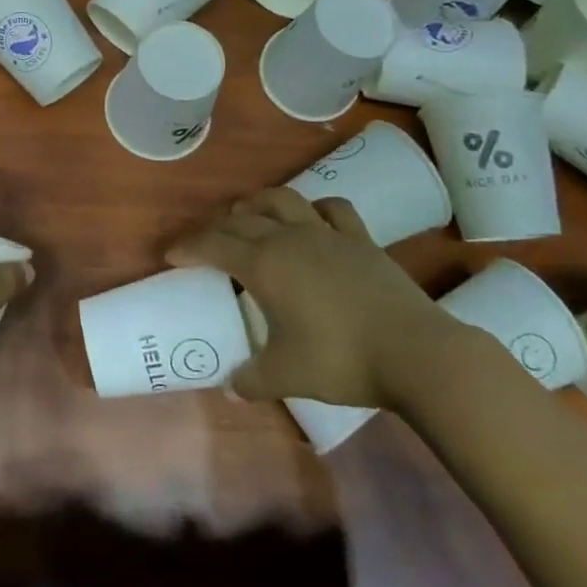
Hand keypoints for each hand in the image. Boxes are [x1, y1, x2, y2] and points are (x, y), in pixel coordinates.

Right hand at [166, 187, 456, 406]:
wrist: (415, 352)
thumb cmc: (341, 359)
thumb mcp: (286, 376)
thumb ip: (252, 379)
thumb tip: (233, 385)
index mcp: (264, 264)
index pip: (213, 245)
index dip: (188, 247)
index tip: (171, 254)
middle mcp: (289, 238)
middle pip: (242, 219)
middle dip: (217, 227)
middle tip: (206, 243)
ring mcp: (327, 234)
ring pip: (283, 200)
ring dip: (258, 204)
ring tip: (248, 215)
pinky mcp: (361, 239)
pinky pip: (332, 209)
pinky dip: (314, 208)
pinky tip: (312, 219)